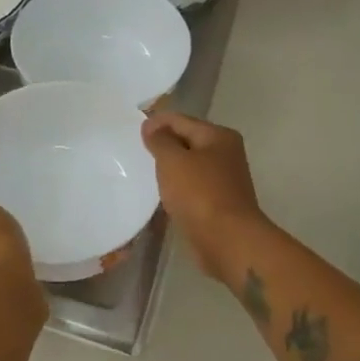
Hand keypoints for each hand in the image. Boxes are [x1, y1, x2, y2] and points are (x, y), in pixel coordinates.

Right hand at [141, 112, 269, 282]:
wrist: (228, 240)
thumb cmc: (199, 194)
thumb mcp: (173, 161)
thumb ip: (160, 140)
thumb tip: (152, 126)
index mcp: (219, 136)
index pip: (181, 120)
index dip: (156, 122)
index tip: (130, 129)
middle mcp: (226, 154)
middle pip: (188, 141)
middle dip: (163, 144)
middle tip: (134, 150)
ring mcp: (224, 180)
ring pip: (190, 166)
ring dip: (170, 168)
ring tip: (144, 171)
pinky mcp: (219, 204)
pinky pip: (192, 188)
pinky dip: (177, 187)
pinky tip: (161, 194)